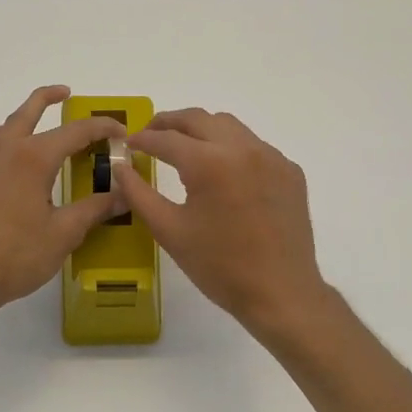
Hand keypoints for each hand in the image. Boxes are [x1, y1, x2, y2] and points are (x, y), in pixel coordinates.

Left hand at [0, 85, 124, 322]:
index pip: (75, 131)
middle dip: (50, 98)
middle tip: (67, 94)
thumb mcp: (63, 234)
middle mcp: (5, 149)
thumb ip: (94, 209)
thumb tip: (123, 195)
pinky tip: (14, 158)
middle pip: (29, 111)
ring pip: (6, 125)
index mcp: (32, 157)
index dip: (102, 128)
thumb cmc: (14, 255)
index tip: (121, 131)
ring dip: (26, 118)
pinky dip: (7, 138)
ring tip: (43, 126)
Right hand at [112, 107, 330, 337]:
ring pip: (230, 127)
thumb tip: (121, 168)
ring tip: (184, 148)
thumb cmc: (219, 267)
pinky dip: (232, 150)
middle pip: (199, 119)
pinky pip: (255, 147)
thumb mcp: (170, 231)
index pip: (167, 139)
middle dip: (170, 123)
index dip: (143, 139)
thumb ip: (139, 194)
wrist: (281, 293)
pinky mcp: (290, 172)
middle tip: (151, 134)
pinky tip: (223, 173)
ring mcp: (272, 158)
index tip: (128, 144)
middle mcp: (243, 149)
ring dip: (203, 131)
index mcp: (210, 163)